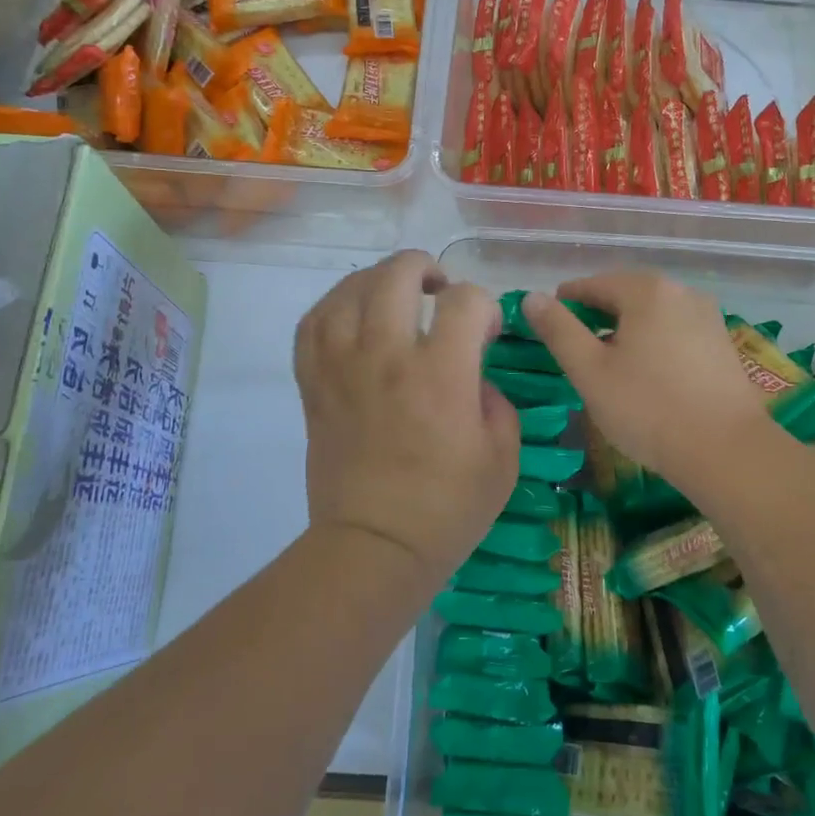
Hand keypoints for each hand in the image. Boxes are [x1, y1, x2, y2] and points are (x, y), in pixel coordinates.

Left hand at [295, 250, 517, 585]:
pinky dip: (331, 307)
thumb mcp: (503, 457)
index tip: (485, 332)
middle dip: (425, 268)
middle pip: (396, 276)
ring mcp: (343, 369)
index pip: (464, 301)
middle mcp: (387, 358)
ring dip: (376, 280)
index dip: (483, 306)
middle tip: (439, 288)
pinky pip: (311, 325)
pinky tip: (351, 314)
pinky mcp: (315, 386)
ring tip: (393, 293)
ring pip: (348, 291)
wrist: (374, 547)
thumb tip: (475, 376)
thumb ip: (497, 401)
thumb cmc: (447, 508)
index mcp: (441, 374)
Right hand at [522, 271, 775, 493]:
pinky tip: (647, 376)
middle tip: (575, 352)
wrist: (726, 451)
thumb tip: (532, 297)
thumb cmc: (648, 408)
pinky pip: (675, 332)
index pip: (592, 285)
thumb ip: (558, 330)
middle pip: (626, 296)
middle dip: (597, 318)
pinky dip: (654, 344)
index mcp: (646, 290)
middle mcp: (681, 292)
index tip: (548, 329)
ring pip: (652, 315)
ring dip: (626, 332)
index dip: (565, 304)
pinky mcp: (722, 344)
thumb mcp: (590, 371)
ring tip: (609, 367)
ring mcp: (708, 316)